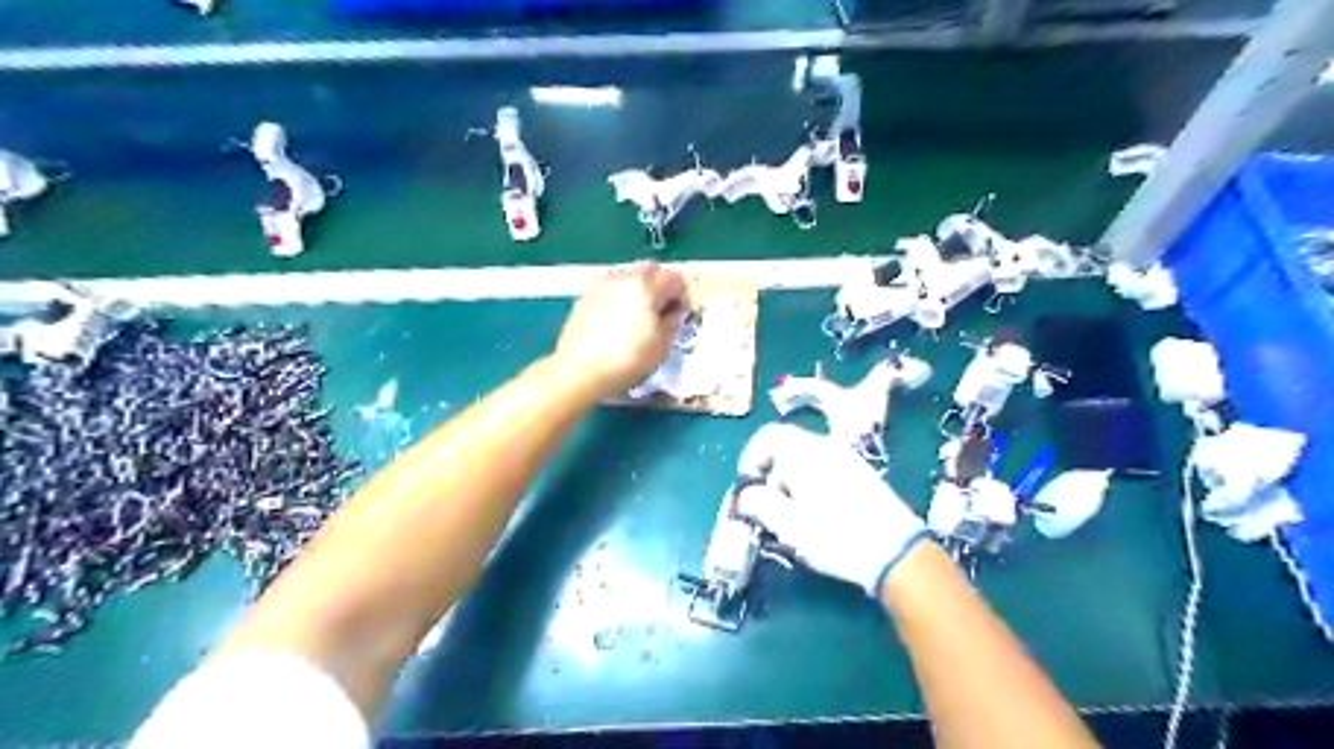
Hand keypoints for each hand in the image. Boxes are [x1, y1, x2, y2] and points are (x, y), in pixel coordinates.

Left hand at [555, 265, 693, 399]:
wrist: (579, 371)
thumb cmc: (626, 361)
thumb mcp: (661, 348)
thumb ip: (672, 323)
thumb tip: (672, 312)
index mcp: (647, 288)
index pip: (675, 279)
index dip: (682, 297)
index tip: (679, 315)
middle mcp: (624, 278)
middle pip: (651, 270)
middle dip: (661, 287)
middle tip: (661, 312)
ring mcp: (602, 284)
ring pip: (629, 275)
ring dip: (639, 289)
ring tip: (637, 315)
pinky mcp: (585, 295)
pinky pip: (610, 286)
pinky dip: (619, 295)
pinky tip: (616, 319)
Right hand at [727, 427, 929, 596]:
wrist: (896, 553)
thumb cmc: (834, 536)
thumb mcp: (788, 526)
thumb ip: (760, 504)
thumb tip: (746, 495)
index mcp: (804, 452)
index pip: (768, 436)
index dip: (751, 457)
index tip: (748, 483)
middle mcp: (826, 446)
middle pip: (788, 447)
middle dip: (772, 474)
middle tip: (769, 506)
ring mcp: (848, 459)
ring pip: (808, 460)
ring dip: (793, 481)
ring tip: (793, 515)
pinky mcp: (864, 475)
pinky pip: (827, 469)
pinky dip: (813, 484)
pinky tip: (820, 515)